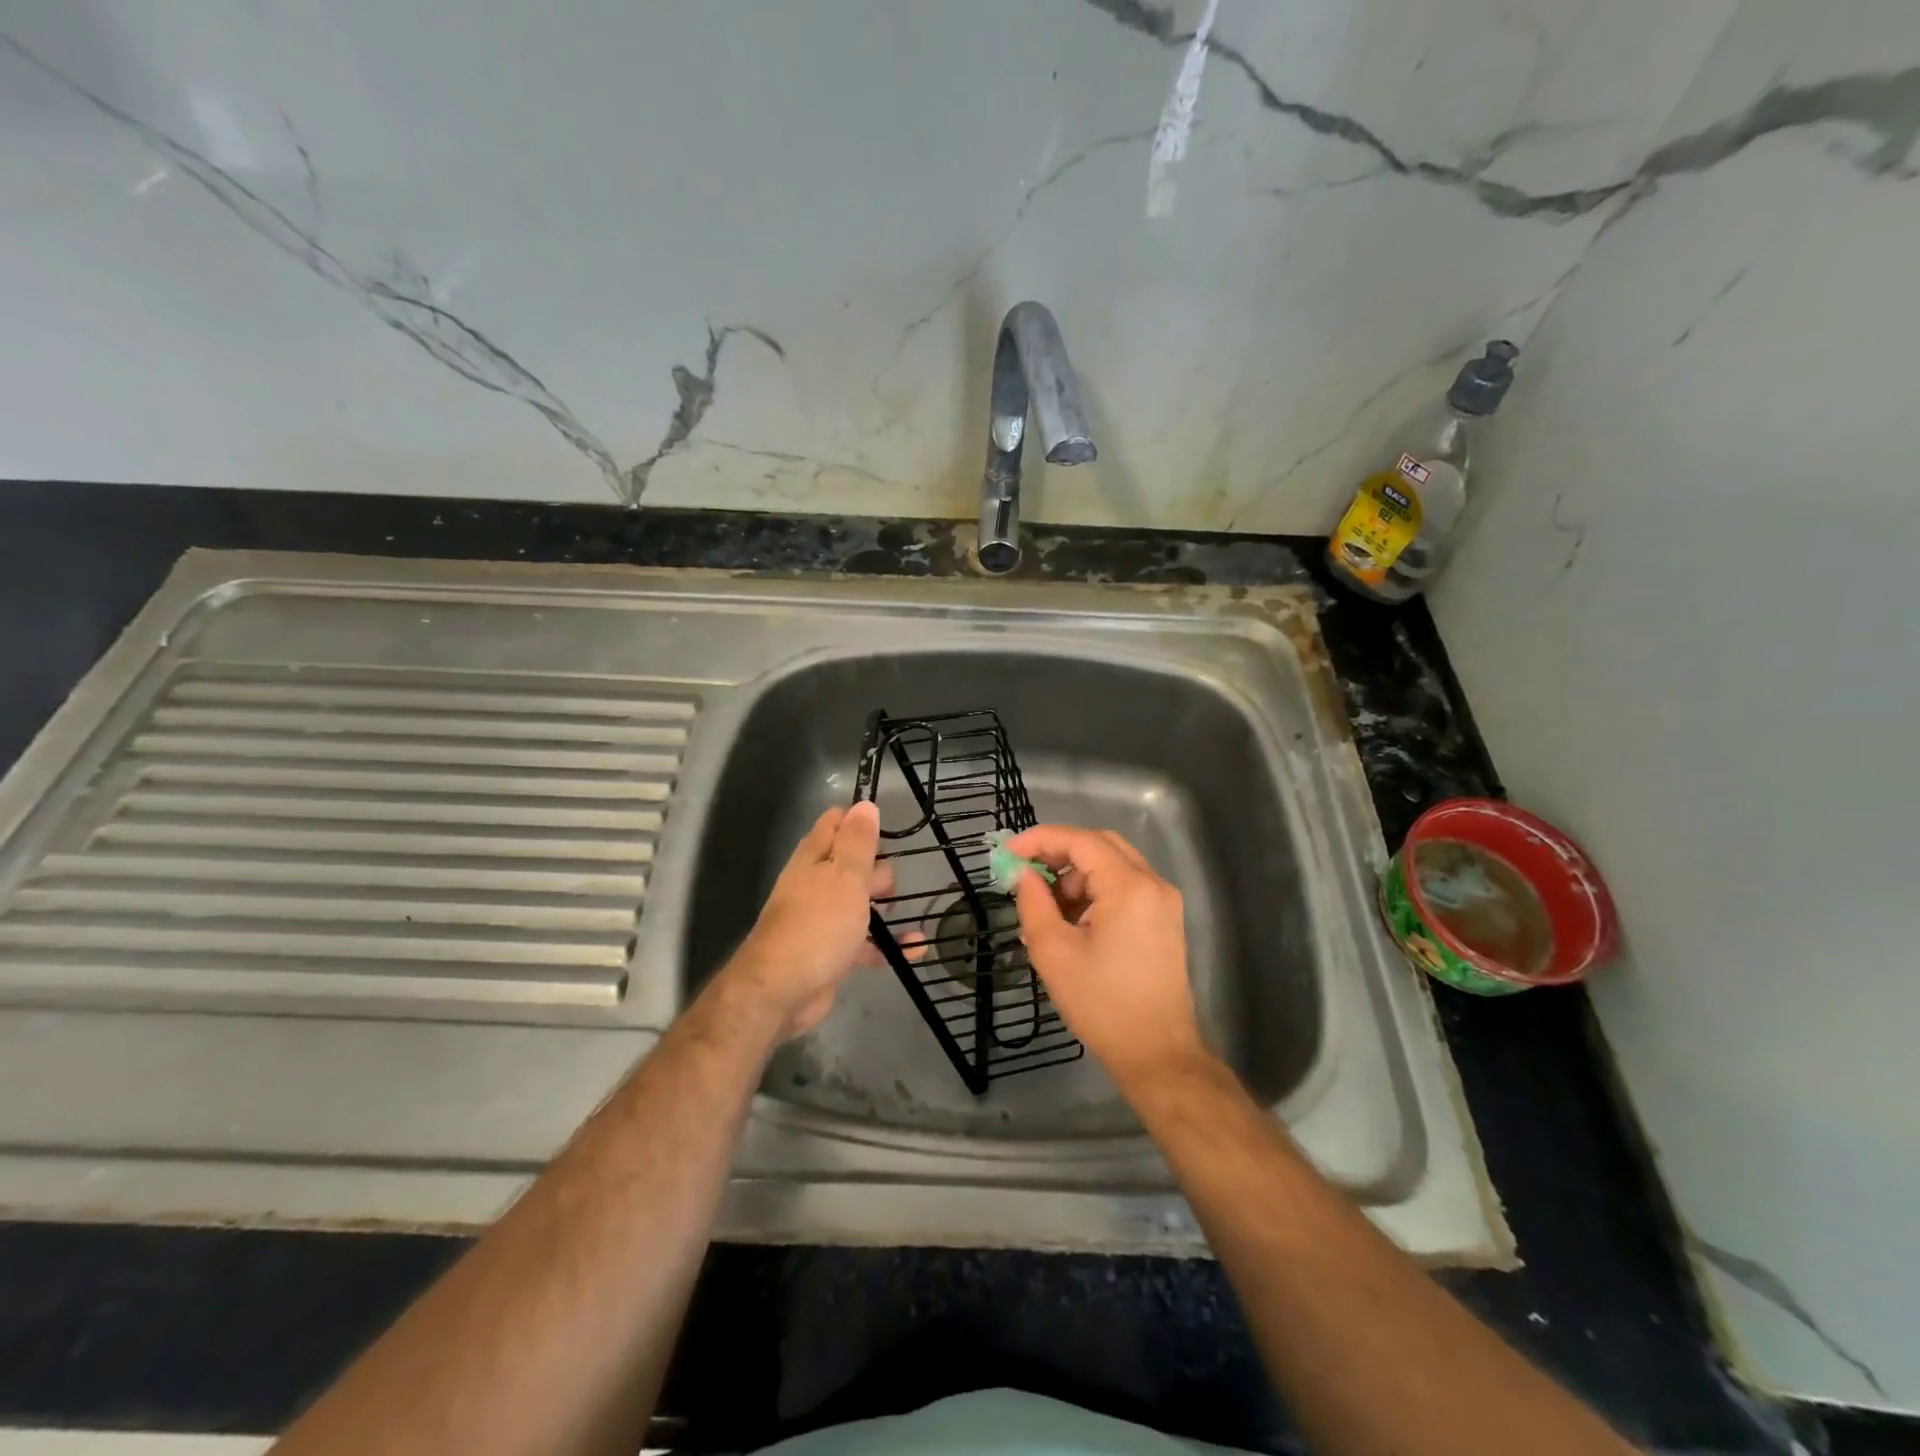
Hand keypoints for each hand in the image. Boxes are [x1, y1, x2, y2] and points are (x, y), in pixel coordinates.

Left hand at [724, 801, 892, 1039]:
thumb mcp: (844, 876)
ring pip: (860, 902)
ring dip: (885, 906)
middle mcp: (815, 884)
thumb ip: (858, 842)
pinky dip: (890, 944)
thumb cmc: (817, 925)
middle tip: (889, 886)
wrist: (782, 991)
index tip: (888, 833)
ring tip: (904, 910)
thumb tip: (865, 805)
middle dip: (879, 870)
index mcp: (814, 858)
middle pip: (853, 864)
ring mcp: (823, 919)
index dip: (861, 822)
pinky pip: (866, 943)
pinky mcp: (832, 952)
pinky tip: (916, 948)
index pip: (835, 823)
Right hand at [1007, 825, 1208, 1086]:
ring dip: (1077, 876)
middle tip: (1027, 873)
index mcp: (1129, 887)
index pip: (1081, 841)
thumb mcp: (1054, 952)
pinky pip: (1125, 886)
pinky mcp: (1164, 919)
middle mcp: (1153, 884)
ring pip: (1113, 865)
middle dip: (1060, 853)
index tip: (1009, 853)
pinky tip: (1073, 922)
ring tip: (1047, 910)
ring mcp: (1164, 901)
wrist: (1157, 1054)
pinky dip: (1096, 892)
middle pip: (1101, 845)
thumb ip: (1034, 903)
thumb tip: (1023, 874)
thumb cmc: (1102, 1004)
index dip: (1041, 839)